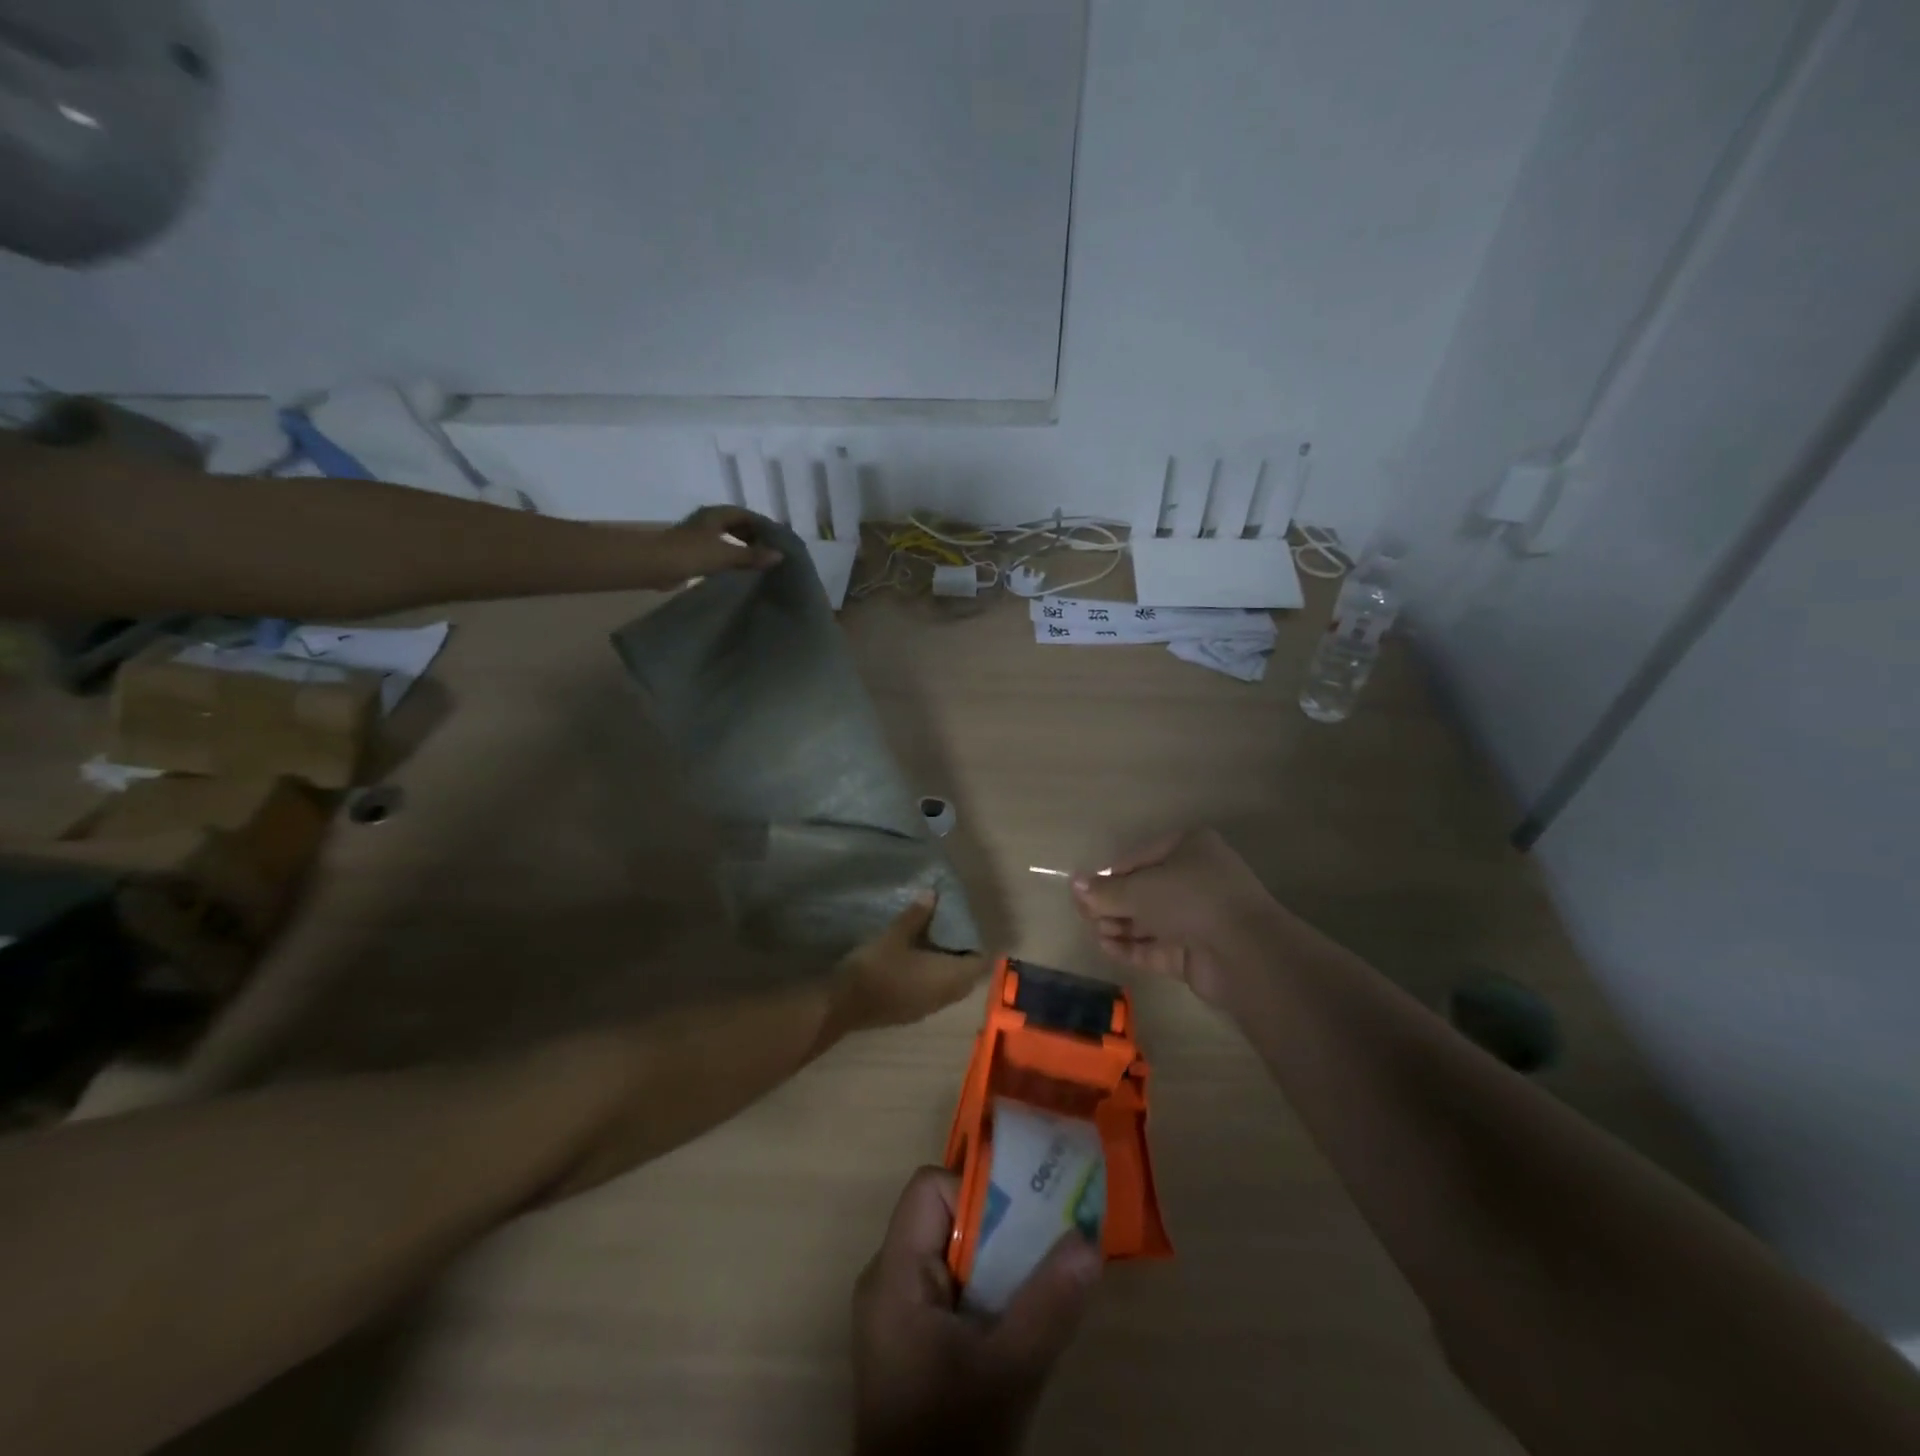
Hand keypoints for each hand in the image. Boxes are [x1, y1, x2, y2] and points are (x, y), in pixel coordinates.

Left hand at [650, 505, 782, 586]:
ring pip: (727, 537)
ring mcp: (699, 536)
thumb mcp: (726, 554)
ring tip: (759, 559)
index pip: (746, 514)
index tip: (778, 538)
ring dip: (742, 546)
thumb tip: (779, 556)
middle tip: (771, 550)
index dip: (763, 524)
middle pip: (736, 524)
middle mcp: (708, 521)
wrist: (655, 565)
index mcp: (716, 514)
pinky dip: (731, 556)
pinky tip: (739, 568)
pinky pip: (718, 550)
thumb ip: (753, 555)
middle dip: (754, 535)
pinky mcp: (693, 551)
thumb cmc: (692, 553)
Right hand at [822, 892, 987, 1045]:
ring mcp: (927, 1009)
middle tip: (948, 931)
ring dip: (946, 968)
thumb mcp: (895, 935)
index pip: (979, 964)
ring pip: (949, 988)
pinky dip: (931, 979)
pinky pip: (932, 994)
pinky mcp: (910, 1014)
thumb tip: (932, 894)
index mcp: (948, 978)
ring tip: (931, 942)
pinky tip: (914, 962)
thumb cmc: (875, 968)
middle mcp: (944, 997)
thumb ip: (916, 915)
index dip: (976, 945)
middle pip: (966, 977)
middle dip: (961, 955)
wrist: (841, 1006)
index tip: (964, 925)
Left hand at [853, 1168, 1100, 1455]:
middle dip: (996, 1225)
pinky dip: (983, 1289)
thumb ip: (1048, 1305)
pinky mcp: (906, 1340)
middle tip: (1045, 1241)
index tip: (1022, 1220)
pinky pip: (946, 1287)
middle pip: (940, 1216)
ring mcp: (893, 1312)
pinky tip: (1016, 1317)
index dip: (975, 1191)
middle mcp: (885, 1280)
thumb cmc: (952, 1441)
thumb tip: (1089, 1240)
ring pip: (947, 1252)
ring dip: (995, 1260)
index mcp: (894, 1275)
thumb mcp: (1009, 1373)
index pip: (929, 1188)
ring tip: (1039, 1277)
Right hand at [1071, 829, 1272, 1003]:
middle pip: (1143, 890)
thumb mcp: (1140, 889)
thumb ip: (1105, 890)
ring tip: (1094, 931)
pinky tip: (1106, 947)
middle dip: (1113, 903)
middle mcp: (1196, 879)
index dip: (1110, 875)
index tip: (1085, 891)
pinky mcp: (1196, 952)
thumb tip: (1073, 884)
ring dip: (1119, 925)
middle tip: (1085, 915)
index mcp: (1190, 848)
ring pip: (1149, 920)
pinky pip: (1156, 946)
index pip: (1139, 858)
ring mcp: (1198, 918)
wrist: (1245, 953)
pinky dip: (1131, 947)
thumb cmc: (1191, 900)